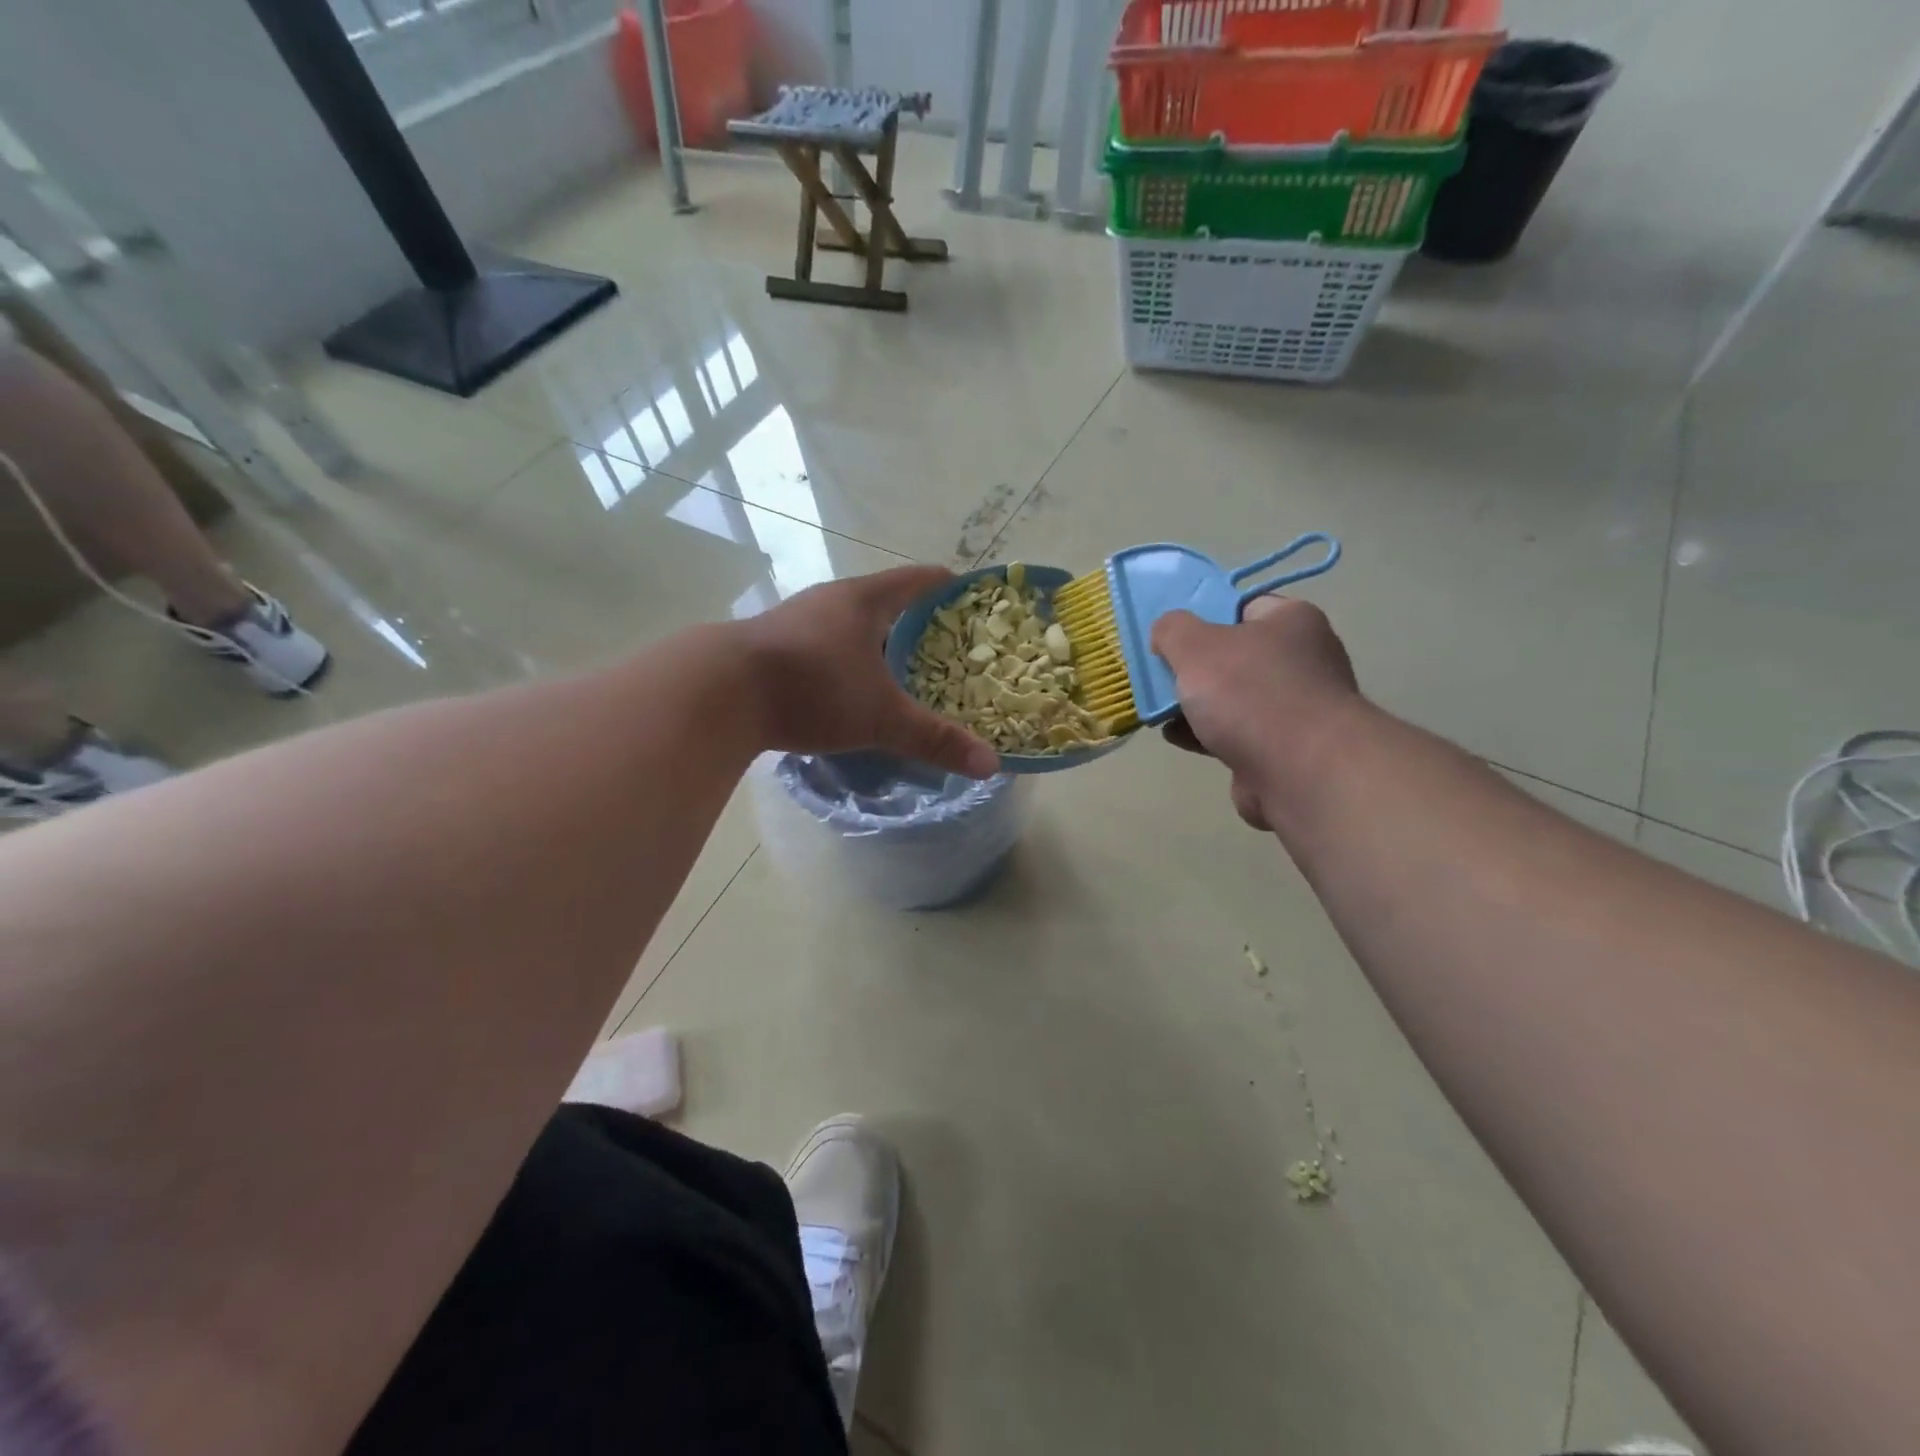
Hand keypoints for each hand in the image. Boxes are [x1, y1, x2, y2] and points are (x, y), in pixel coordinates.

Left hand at [737, 566, 999, 778]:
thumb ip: (934, 739)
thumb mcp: (880, 716)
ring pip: (847, 626)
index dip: (945, 585)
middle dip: (912, 620)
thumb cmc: (812, 688)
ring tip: (898, 669)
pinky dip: (842, 661)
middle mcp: (828, 601)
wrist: (718, 693)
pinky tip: (846, 689)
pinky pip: (820, 647)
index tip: (968, 593)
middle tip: (942, 644)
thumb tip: (991, 764)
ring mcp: (794, 621)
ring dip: (873, 643)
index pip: (916, 580)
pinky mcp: (769, 648)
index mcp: (862, 601)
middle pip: (881, 601)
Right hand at [1151, 597, 1357, 829]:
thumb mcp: (1195, 646)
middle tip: (1159, 676)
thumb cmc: (1249, 693)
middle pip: (1233, 656)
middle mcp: (1303, 659)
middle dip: (1193, 669)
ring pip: (1232, 699)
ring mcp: (1296, 708)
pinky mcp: (1285, 749)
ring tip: (1159, 711)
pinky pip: (1236, 734)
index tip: (1170, 636)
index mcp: (1292, 621)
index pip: (1241, 607)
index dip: (1202, 617)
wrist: (1300, 771)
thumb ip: (1172, 630)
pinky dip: (1207, 735)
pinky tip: (1177, 737)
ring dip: (1196, 706)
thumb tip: (1166, 632)